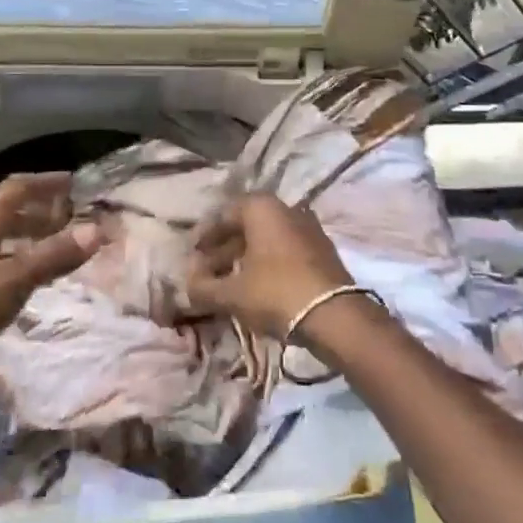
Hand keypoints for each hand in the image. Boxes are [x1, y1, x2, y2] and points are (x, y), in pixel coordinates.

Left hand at [0, 173, 102, 356]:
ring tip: (46, 249)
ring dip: (21, 236)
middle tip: (65, 219)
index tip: (71, 182)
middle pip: (4, 210)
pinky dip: (6, 257)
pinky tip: (12, 279)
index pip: (17, 188)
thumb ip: (52, 257)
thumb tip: (96, 230)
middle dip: (37, 212)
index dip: (45, 183)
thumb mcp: (11, 282)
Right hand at [186, 193, 355, 341]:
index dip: (205, 237)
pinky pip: (285, 250)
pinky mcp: (322, 249)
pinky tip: (258, 286)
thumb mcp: (232, 294)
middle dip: (224, 249)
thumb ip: (204, 287)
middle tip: (207, 272)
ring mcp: (308, 227)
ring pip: (267, 239)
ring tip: (229, 282)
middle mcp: (286, 209)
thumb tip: (187, 282)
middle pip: (247, 226)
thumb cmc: (275, 293)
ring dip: (246, 257)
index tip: (193, 256)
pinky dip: (268, 263)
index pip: (224, 215)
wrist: (334, 315)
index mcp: (262, 208)